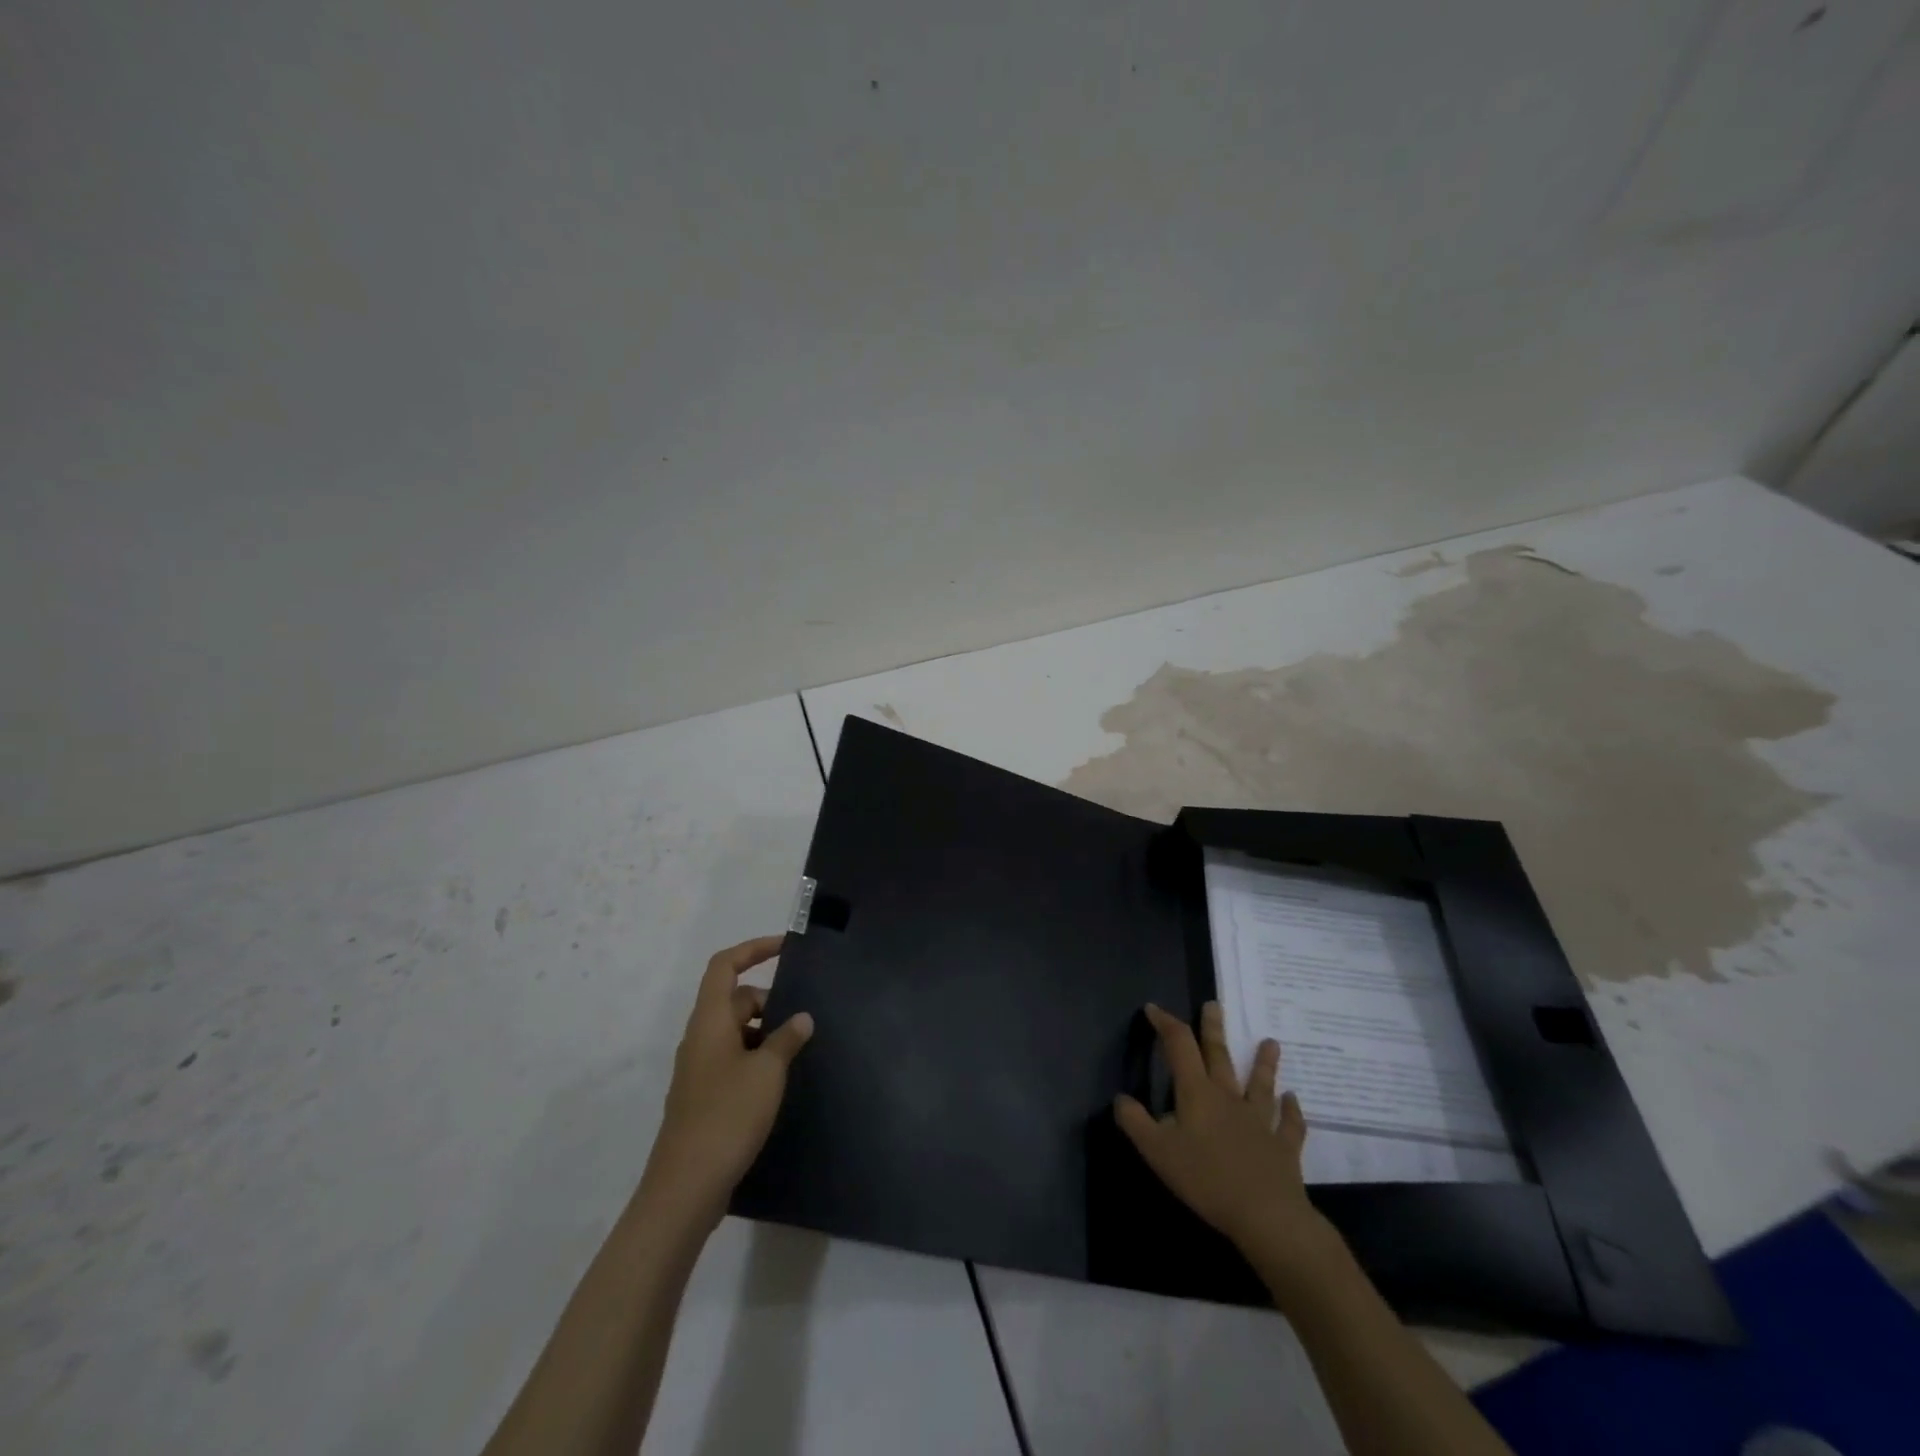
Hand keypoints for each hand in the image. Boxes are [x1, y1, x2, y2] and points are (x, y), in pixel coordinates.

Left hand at [641, 936, 814, 1227]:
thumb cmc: (727, 1116)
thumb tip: (800, 1018)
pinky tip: (779, 1082)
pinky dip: (756, 1058)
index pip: (724, 966)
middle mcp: (699, 1038)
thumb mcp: (767, 1071)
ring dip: (764, 1032)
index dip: (753, 949)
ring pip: (735, 1032)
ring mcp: (698, 1069)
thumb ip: (786, 1038)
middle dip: (768, 1001)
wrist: (686, 1187)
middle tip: (802, 1021)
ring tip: (797, 1052)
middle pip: (734, 1000)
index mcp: (708, 1021)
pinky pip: (733, 1059)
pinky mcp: (703, 1097)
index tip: (786, 947)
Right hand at [1114, 1002, 1338, 1296]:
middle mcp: (1228, 1098)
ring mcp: (1259, 1121)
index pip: (1179, 1046)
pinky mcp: (1283, 1147)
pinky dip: (1292, 1111)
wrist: (1265, 1215)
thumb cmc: (1206, 1179)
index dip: (1165, 1024)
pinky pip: (1289, 1124)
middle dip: (1212, 1028)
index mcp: (1197, 1094)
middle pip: (1220, 1055)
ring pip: (1260, 1084)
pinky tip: (1294, 1100)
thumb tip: (1120, 1098)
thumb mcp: (1157, 1152)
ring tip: (1270, 1042)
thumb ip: (1135, 1122)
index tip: (1153, 1009)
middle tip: (1214, 1005)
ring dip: (1264, 1063)